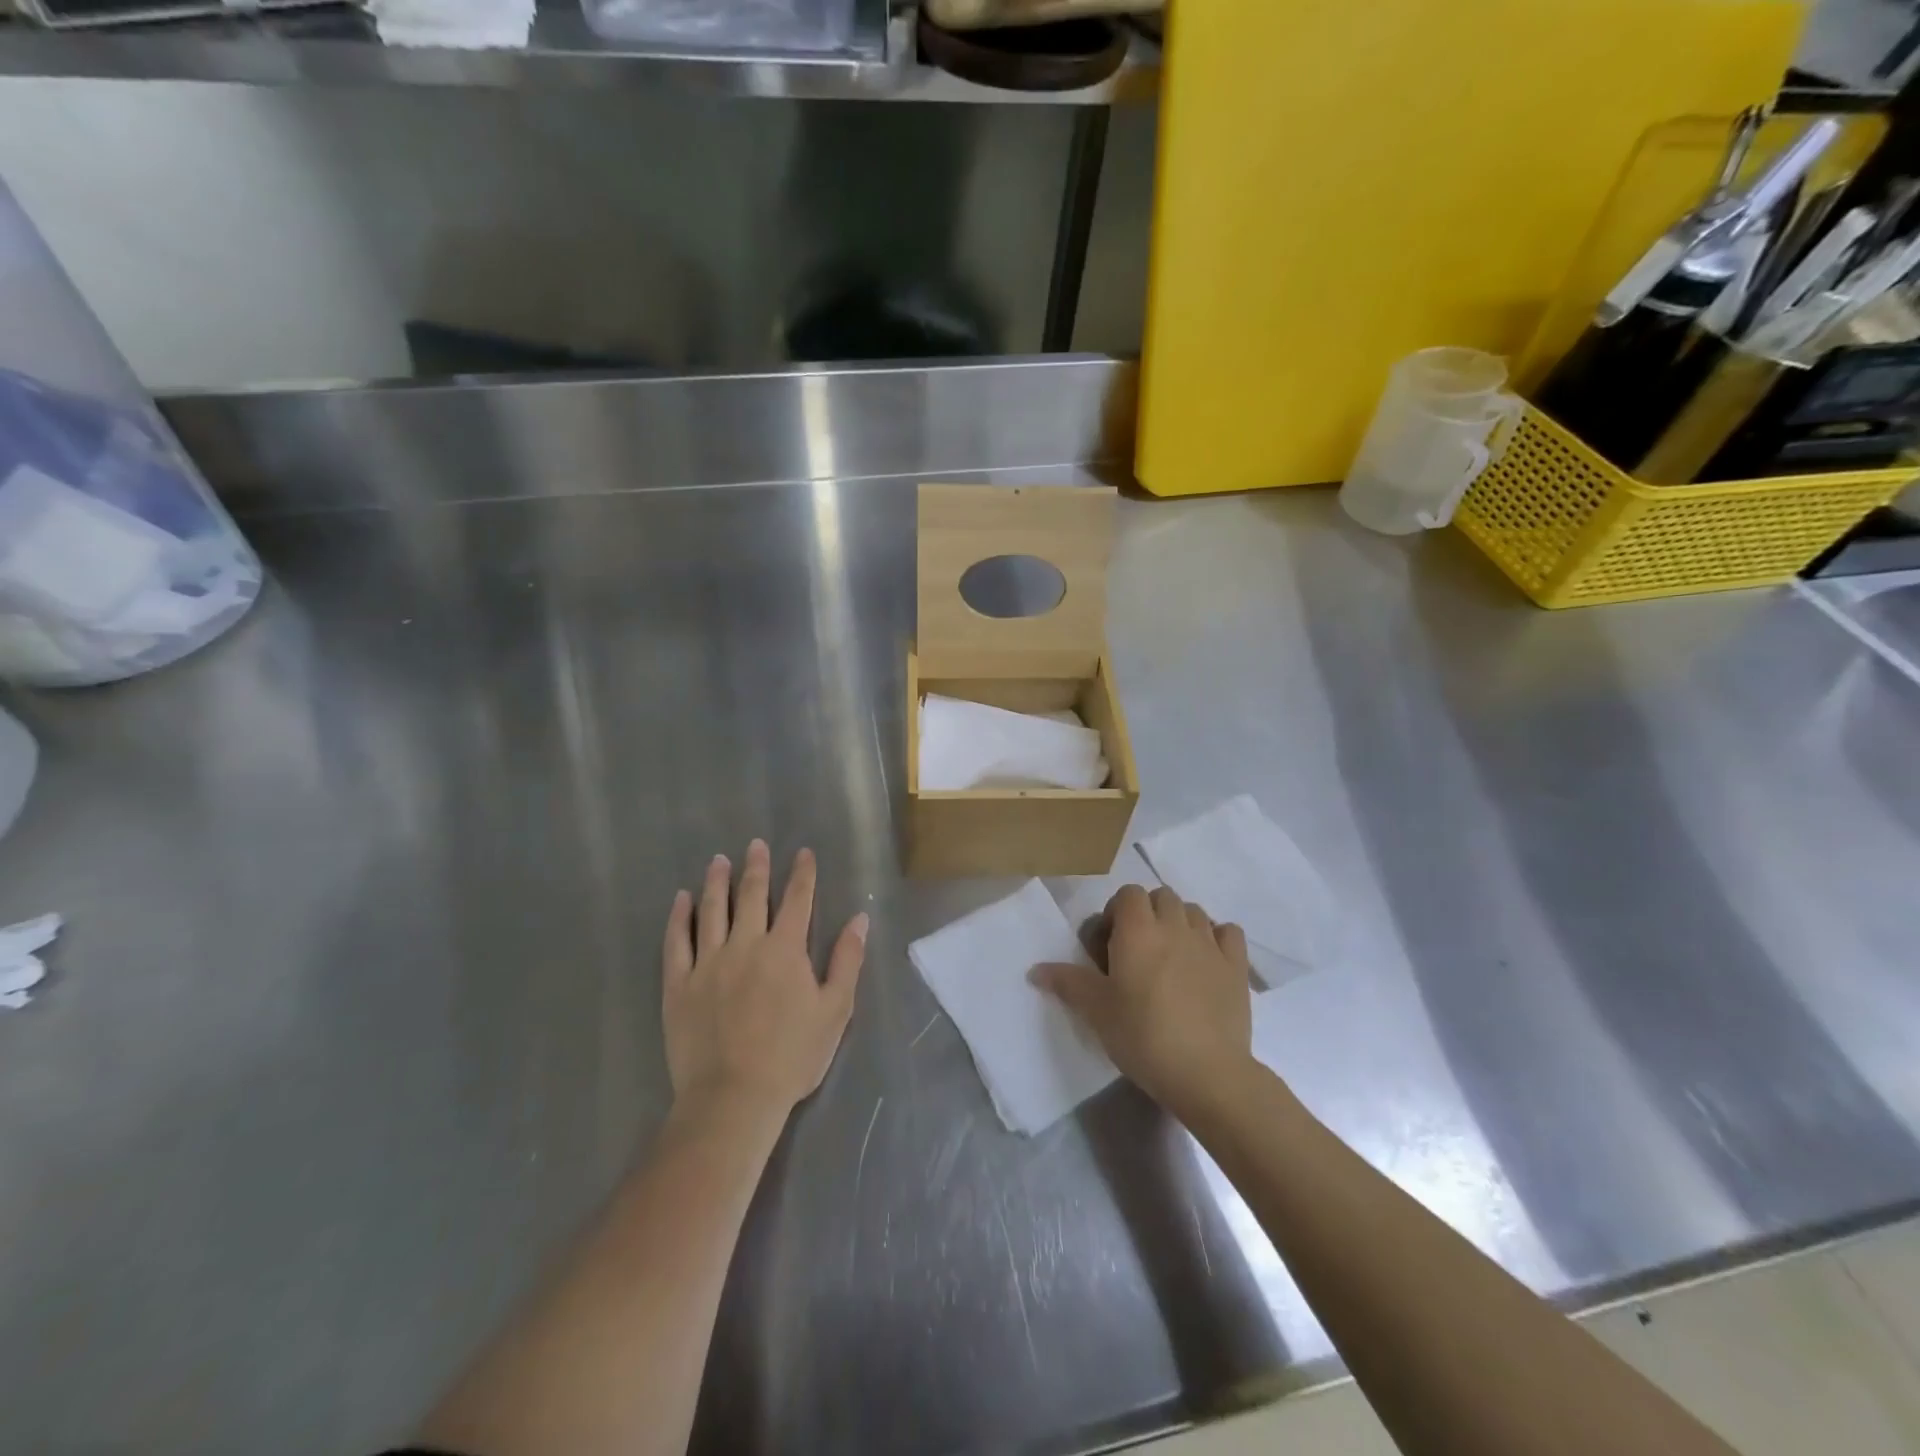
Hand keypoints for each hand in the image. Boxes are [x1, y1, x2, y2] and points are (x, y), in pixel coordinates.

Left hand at [662, 840, 867, 1120]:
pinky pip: (677, 941)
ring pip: (713, 910)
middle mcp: (746, 944)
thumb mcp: (835, 1009)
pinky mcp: (679, 984)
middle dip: (757, 867)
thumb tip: (859, 919)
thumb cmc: (792, 1056)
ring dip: (717, 882)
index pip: (798, 900)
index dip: (802, 874)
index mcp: (785, 949)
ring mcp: (708, 962)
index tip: (803, 852)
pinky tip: (681, 899)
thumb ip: (847, 960)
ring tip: (719, 860)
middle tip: (756, 845)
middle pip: (752, 895)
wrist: (733, 1097)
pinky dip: (679, 917)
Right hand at [1036, 885, 1253, 1119]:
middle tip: (1137, 951)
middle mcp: (1175, 925)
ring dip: (1179, 923)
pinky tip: (1206, 961)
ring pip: (1194, 911)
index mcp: (1138, 929)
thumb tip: (1035, 970)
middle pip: (1161, 896)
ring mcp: (1210, 943)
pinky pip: (1229, 932)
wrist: (1206, 1073)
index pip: (1128, 894)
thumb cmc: (1142, 1035)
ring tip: (1170, 957)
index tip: (1109, 945)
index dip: (1116, 912)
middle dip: (1148, 914)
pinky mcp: (1237, 966)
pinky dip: (1217, 938)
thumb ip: (1067, 982)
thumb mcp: (1096, 1011)